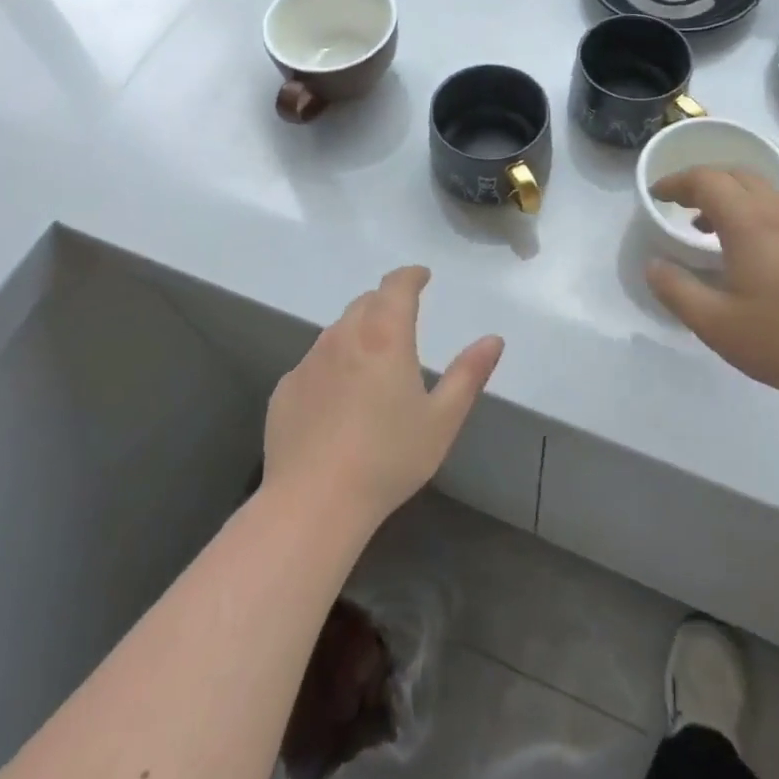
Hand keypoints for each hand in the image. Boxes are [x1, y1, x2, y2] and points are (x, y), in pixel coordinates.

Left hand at [264, 266, 503, 528]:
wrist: (313, 502)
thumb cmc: (388, 459)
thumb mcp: (442, 420)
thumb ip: (468, 374)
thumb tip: (493, 339)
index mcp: (384, 336)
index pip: (396, 286)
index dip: (410, 276)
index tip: (421, 276)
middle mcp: (343, 337)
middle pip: (365, 303)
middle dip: (386, 302)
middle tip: (402, 319)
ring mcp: (309, 362)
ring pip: (338, 331)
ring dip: (358, 333)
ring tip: (372, 362)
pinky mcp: (285, 388)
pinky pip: (314, 363)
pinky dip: (332, 366)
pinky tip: (338, 401)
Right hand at [644, 169, 778, 405]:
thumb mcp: (716, 325)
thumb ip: (676, 291)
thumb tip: (654, 266)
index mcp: (750, 223)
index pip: (706, 180)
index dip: (676, 181)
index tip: (657, 195)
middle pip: (738, 175)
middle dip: (705, 183)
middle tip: (682, 206)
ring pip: (767, 194)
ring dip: (734, 200)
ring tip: (714, 233)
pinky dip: (760, 217)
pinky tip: (761, 258)